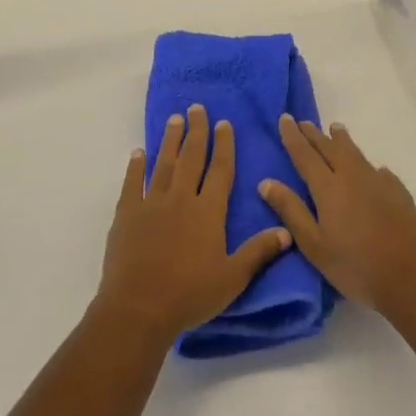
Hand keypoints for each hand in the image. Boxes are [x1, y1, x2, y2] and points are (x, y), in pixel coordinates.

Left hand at [96, 105, 290, 348]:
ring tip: (174, 119)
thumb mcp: (232, 278)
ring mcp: (152, 203)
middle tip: (197, 108)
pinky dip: (135, 166)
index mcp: (208, 211)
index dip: (224, 145)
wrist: (139, 308)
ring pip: (164, 164)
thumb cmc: (190, 295)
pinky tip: (138, 153)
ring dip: (170, 140)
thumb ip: (258, 252)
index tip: (224, 123)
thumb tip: (287, 231)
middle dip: (197, 131)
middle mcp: (181, 198)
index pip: (220, 170)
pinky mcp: (127, 214)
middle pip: (191, 157)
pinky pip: (133, 183)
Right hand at [258, 115, 415, 318]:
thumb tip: (266, 182)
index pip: (305, 155)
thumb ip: (291, 211)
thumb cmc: (356, 267)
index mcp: (328, 187)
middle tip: (304, 122)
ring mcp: (379, 182)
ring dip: (342, 140)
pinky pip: (378, 171)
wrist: (413, 278)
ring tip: (336, 129)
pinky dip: (368, 165)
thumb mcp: (315, 246)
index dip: (293, 136)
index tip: (285, 118)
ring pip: (355, 153)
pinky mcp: (399, 193)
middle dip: (314, 135)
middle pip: (329, 148)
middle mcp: (352, 176)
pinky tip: (374, 170)